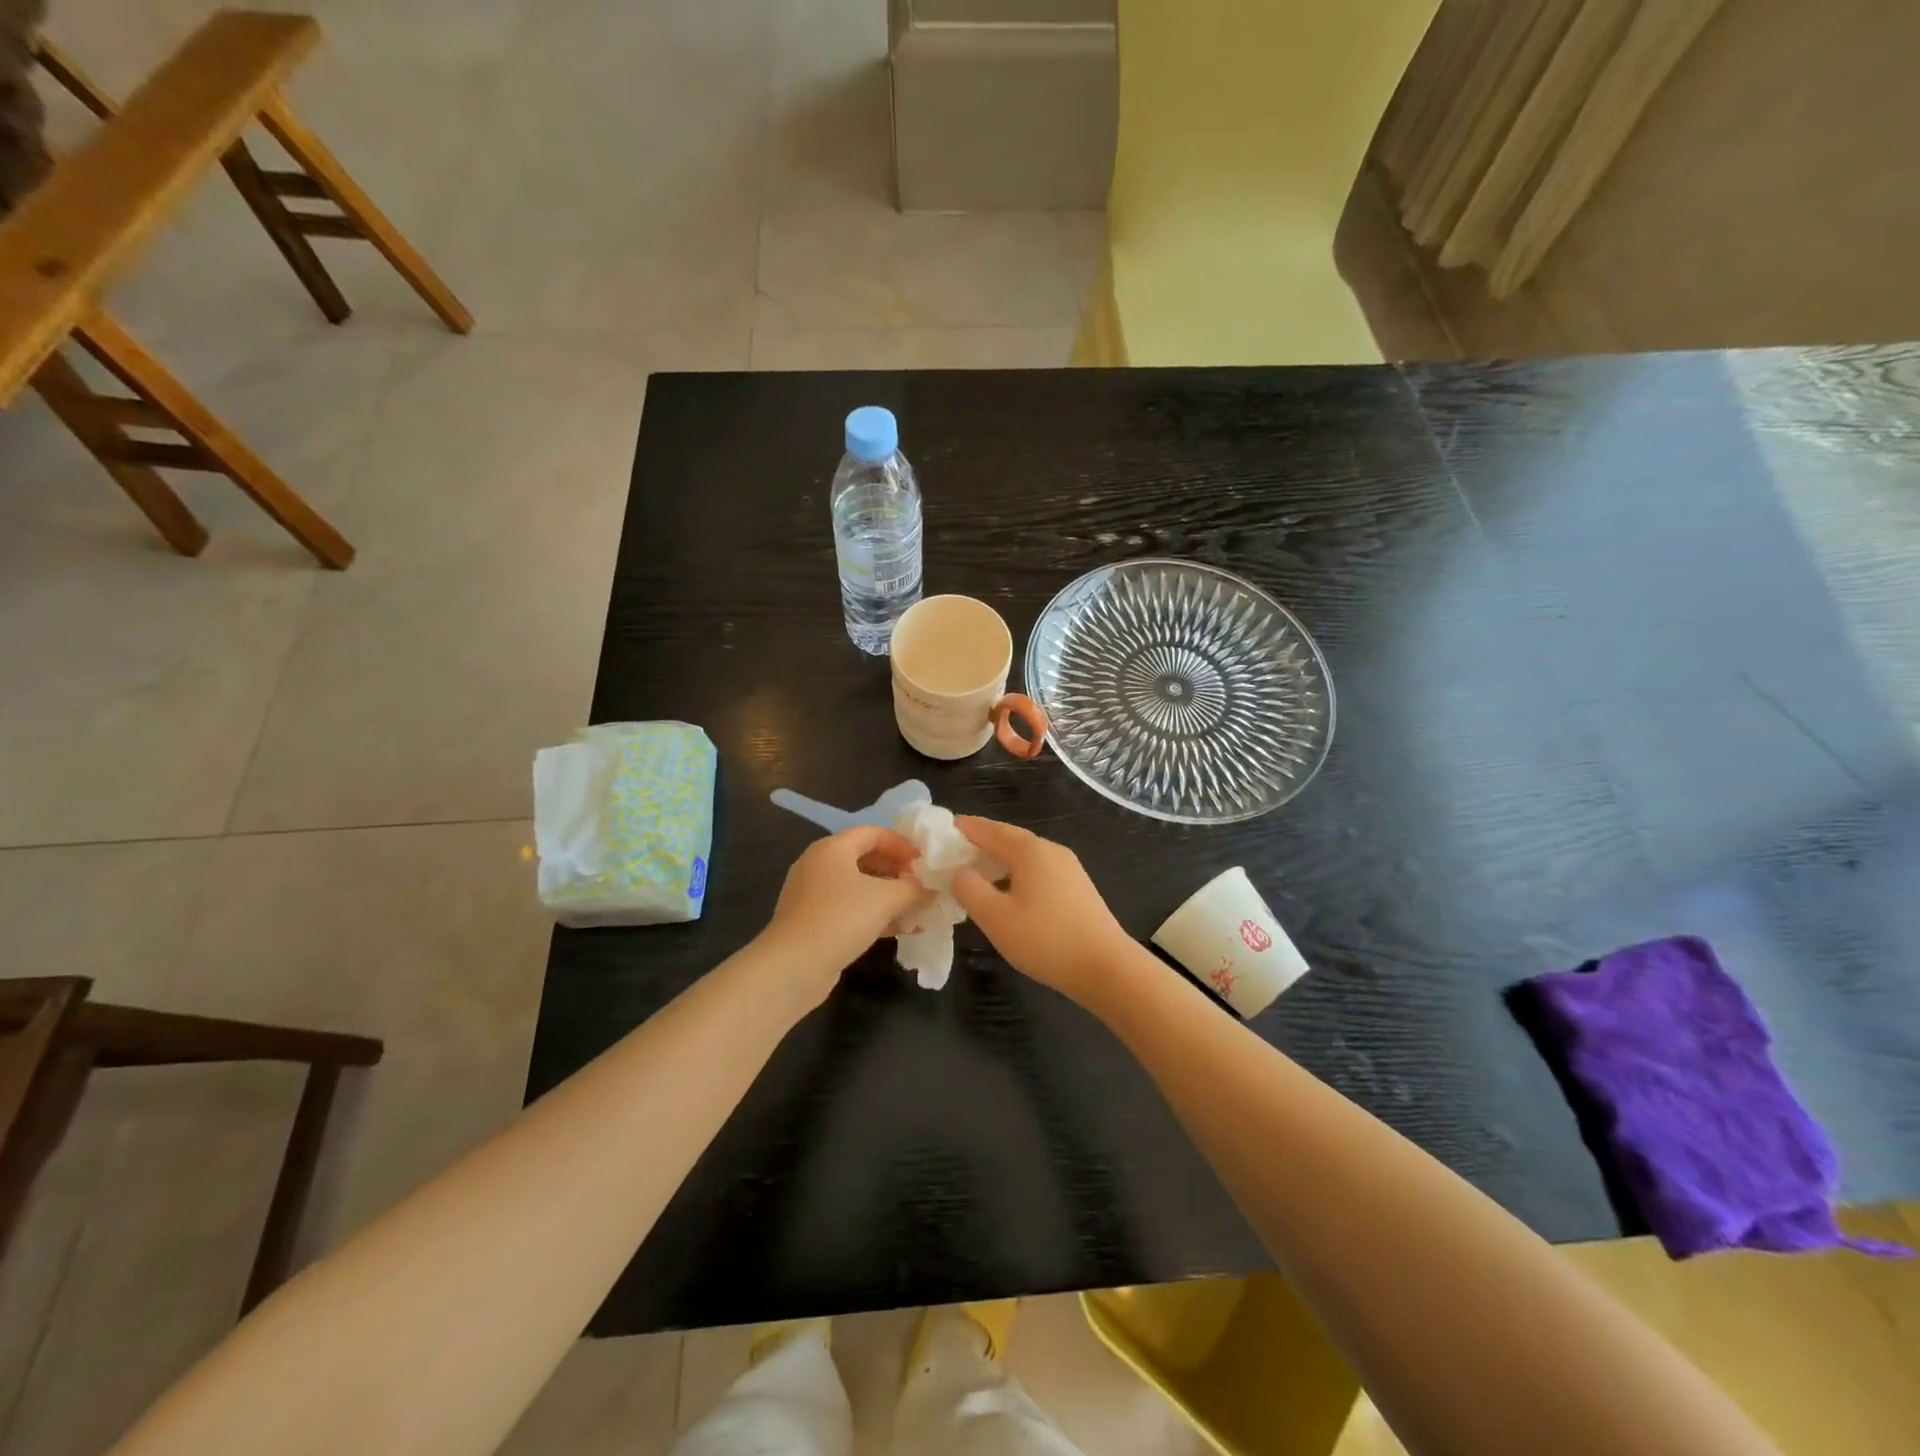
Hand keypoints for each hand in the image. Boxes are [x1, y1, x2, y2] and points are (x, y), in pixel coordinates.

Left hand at [761, 826, 926, 995]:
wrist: (793, 967)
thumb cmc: (841, 918)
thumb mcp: (886, 899)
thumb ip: (913, 889)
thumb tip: (931, 889)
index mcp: (832, 848)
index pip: (873, 832)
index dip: (901, 844)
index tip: (924, 862)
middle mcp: (819, 865)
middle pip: (865, 858)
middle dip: (897, 871)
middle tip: (921, 885)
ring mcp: (813, 895)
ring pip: (859, 887)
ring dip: (889, 896)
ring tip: (917, 909)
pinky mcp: (813, 922)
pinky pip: (850, 909)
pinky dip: (874, 915)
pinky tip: (900, 930)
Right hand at [950, 817, 1139, 1007]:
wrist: (1107, 968)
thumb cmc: (1046, 940)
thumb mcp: (995, 917)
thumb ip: (969, 889)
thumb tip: (960, 873)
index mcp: (1030, 850)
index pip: (989, 829)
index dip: (964, 828)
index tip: (940, 831)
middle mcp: (1051, 851)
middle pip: (1009, 839)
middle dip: (980, 844)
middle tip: (951, 855)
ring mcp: (1069, 869)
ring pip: (1025, 857)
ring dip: (998, 862)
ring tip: (975, 876)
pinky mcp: (1078, 890)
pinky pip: (1038, 872)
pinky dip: (1016, 875)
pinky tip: (1007, 895)